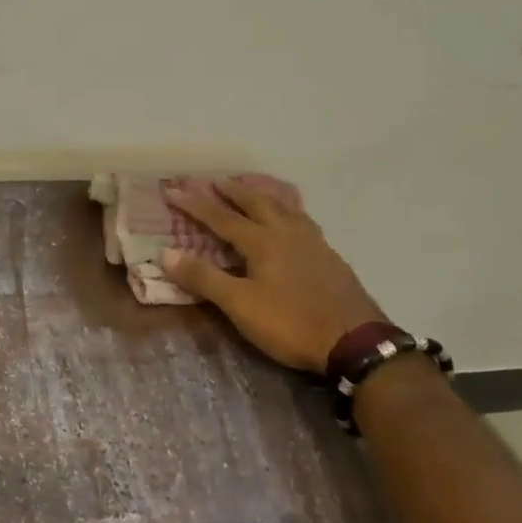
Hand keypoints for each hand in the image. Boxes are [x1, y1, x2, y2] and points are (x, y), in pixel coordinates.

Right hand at [160, 179, 383, 374]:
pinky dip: (290, 210)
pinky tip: (294, 220)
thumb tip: (166, 253)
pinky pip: (304, 220)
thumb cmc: (291, 323)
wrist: (356, 342)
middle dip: (233, 191)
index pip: (220, 216)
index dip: (194, 203)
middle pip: (256, 202)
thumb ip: (204, 278)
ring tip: (255, 189)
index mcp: (261, 241)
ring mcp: (313, 242)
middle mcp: (286, 232)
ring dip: (264, 195)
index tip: (172, 189)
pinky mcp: (330, 256)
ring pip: (284, 207)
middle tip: (216, 180)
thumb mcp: (240, 305)